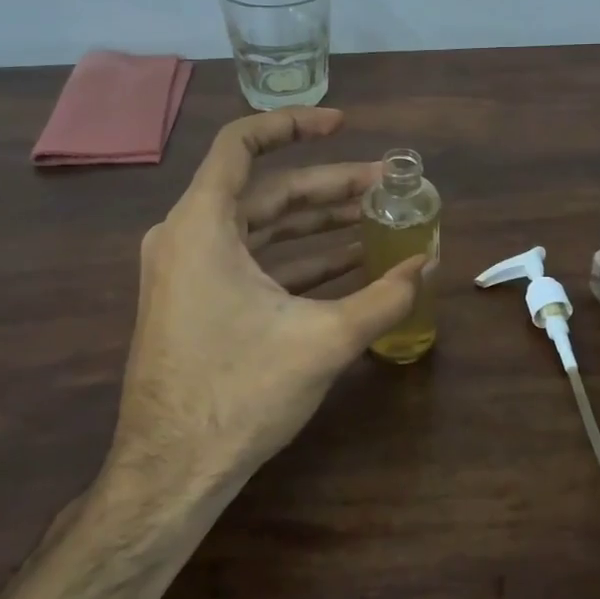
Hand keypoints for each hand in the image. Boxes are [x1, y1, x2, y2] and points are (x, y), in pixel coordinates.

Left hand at [106, 107, 427, 498]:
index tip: (343, 125)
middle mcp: (187, 237)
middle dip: (330, 187)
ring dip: (319, 225)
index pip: (242, 144)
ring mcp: (188, 272)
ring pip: (263, 228)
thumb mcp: (324, 340)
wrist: (171, 473)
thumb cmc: (239, 394)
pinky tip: (349, 264)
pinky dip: (299, 258)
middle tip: (385, 187)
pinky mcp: (197, 302)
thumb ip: (385, 297)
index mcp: (202, 226)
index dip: (294, 125)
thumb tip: (429, 263)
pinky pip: (253, 262)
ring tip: (378, 222)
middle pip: (267, 191)